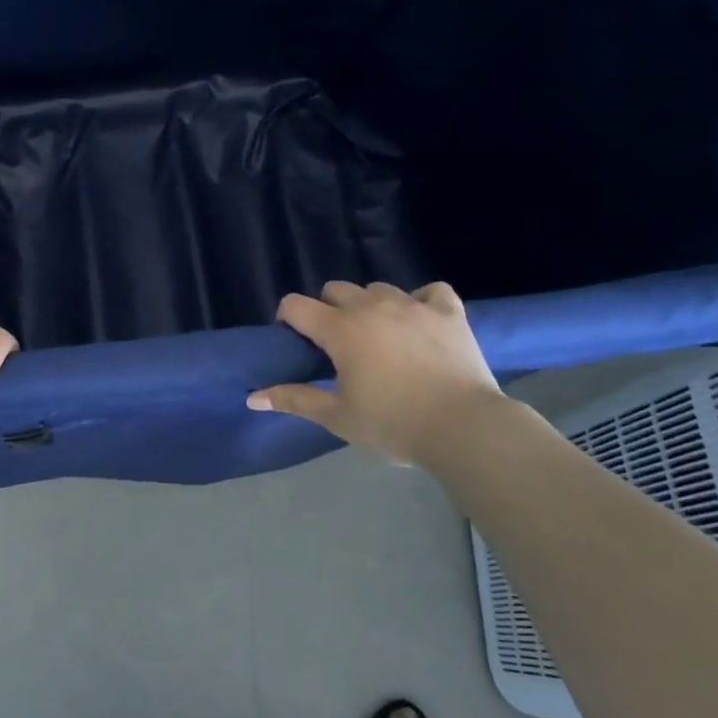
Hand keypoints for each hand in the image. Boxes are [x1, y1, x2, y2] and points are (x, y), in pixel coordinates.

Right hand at [247, 281, 512, 467]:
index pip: (296, 305)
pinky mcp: (448, 312)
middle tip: (339, 344)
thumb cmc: (393, 424)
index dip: (288, 318)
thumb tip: (252, 397)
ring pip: (378, 289)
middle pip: (336, 289)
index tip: (296, 341)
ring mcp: (412, 305)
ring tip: (380, 335)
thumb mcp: (338, 417)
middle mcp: (371, 307)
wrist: (465, 429)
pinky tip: (421, 321)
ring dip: (371, 305)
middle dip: (329, 310)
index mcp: (340, 329)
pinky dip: (422, 301)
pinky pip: (431, 291)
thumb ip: (294, 400)